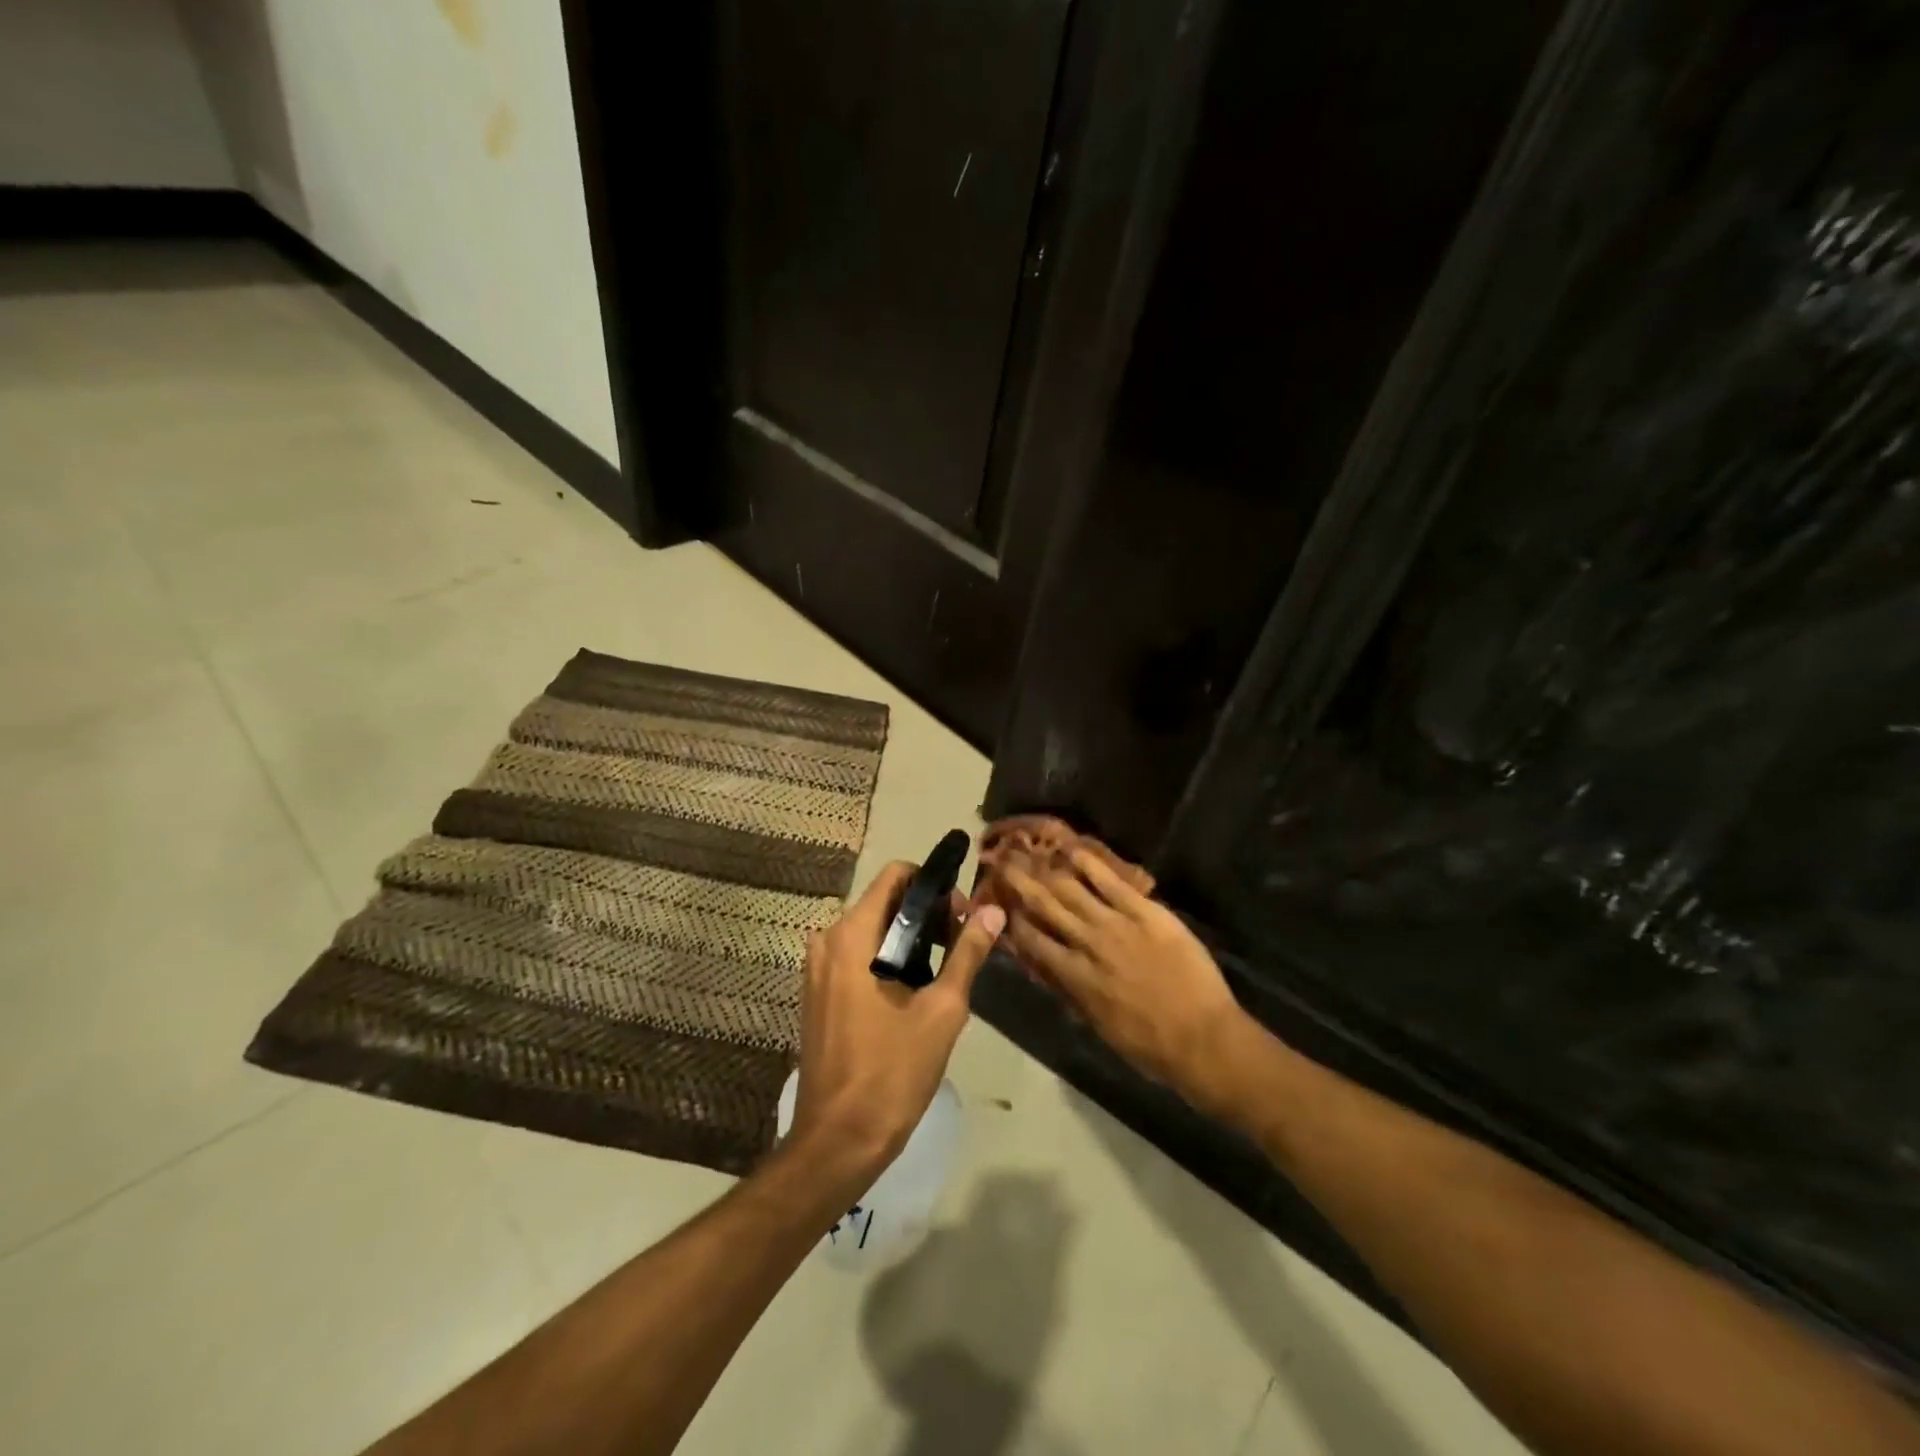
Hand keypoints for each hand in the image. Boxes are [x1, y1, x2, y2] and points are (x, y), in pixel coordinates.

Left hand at [787, 862, 1005, 1193]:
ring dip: (909, 938)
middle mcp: (827, 940)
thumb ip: (967, 952)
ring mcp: (817, 968)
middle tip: (961, 945)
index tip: (961, 915)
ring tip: (944, 971)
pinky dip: (887, 958)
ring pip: (871, 930)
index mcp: (852, 935)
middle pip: (884, 901)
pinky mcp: (817, 993)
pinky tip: (913, 991)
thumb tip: (993, 910)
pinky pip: (856, 955)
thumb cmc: (892, 1071)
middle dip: (926, 914)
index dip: (933, 885)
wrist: (838, 1140)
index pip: (895, 876)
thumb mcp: (942, 1010)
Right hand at [1000, 849, 1246, 1116]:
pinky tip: (1072, 849)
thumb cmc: (1150, 1045)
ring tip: (1026, 851)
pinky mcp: (1145, 912)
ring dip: (1046, 870)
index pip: (1033, 941)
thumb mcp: (1100, 1026)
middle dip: (1020, 884)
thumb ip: (1074, 994)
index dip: (1014, 920)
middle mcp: (1087, 944)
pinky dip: (1090, 864)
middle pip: (1046, 907)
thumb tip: (1052, 973)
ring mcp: (1116, 924)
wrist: (1202, 1038)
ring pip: (1072, 890)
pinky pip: (1112, 882)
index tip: (1000, 902)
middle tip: (1001, 862)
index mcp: (1074, 977)